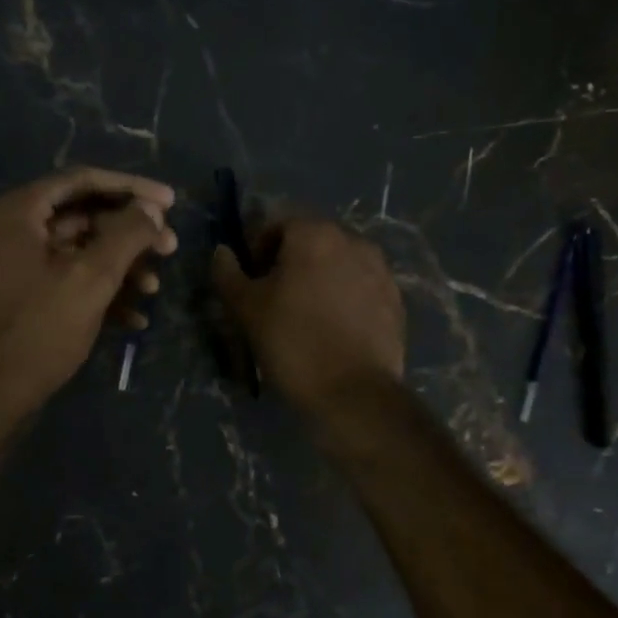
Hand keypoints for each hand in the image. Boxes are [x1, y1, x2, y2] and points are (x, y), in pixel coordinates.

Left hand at [0, 168, 177, 438]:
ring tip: (154, 287)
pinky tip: (134, 318)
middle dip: (130, 234)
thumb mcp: (91, 278)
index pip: (83, 181)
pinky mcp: (23, 299)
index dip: (131, 188)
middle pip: (83, 216)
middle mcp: (13, 231)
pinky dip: (100, 292)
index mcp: (19, 212)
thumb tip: (152, 210)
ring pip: (79, 252)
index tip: (171, 202)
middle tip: (170, 248)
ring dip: (120, 266)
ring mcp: (15, 267)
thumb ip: (126, 236)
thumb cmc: (40, 329)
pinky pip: (66, 281)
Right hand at [212, 218, 403, 414]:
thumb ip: (228, 273)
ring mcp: (380, 270)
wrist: (354, 393)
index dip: (256, 249)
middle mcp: (353, 241)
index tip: (250, 281)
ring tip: (305, 317)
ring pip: (338, 265)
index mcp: (315, 234)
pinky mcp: (395, 301)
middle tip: (273, 300)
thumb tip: (222, 251)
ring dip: (318, 281)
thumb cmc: (292, 342)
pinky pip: (360, 289)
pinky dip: (343, 300)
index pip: (277, 224)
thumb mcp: (246, 309)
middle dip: (289, 264)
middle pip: (311, 242)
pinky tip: (332, 331)